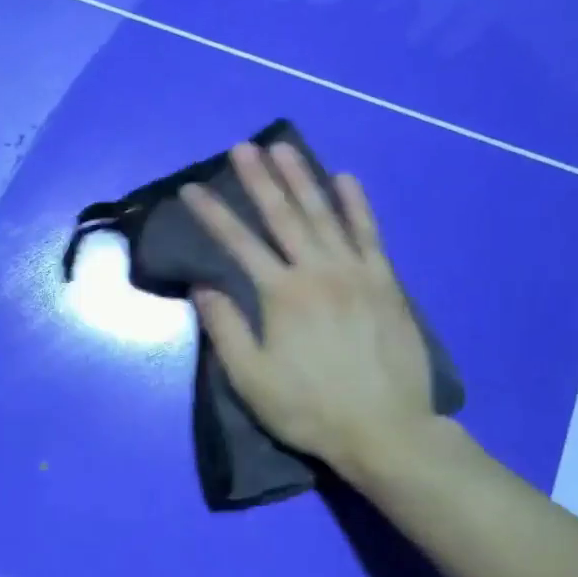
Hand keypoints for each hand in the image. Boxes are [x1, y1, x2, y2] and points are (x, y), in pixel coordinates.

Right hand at [180, 143, 434, 477]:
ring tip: (285, 148)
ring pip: (325, 215)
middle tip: (243, 147)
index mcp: (282, 295)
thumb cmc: (310, 408)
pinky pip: (369, 234)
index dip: (212, 214)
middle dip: (259, 179)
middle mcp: (318, 272)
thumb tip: (202, 286)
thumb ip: (225, 329)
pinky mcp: (385, 283)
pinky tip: (347, 179)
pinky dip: (357, 205)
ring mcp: (356, 273)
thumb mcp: (252, 379)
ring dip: (303, 179)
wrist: (385, 429)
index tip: (191, 189)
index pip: (238, 244)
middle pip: (284, 215)